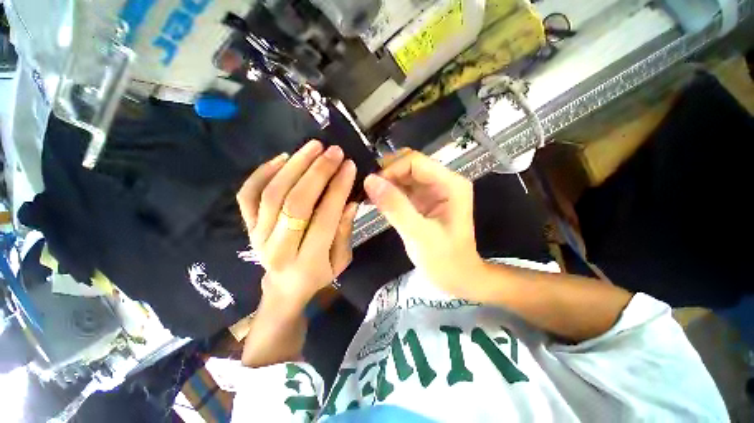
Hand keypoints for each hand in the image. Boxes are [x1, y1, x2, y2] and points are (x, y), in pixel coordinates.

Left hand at [236, 140, 358, 308]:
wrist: (284, 287)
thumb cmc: (318, 275)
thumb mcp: (341, 261)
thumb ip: (344, 232)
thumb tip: (350, 201)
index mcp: (308, 261)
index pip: (324, 217)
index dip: (338, 188)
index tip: (349, 165)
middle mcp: (279, 248)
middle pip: (295, 202)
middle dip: (317, 172)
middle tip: (333, 151)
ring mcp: (258, 235)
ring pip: (272, 193)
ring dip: (294, 165)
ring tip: (313, 147)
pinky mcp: (248, 226)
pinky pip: (248, 195)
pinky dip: (262, 172)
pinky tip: (283, 157)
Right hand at [364, 149, 483, 297]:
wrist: (457, 278)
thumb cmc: (445, 260)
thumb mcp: (419, 235)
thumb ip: (395, 207)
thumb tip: (369, 180)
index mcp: (450, 184)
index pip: (415, 162)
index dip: (391, 170)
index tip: (372, 186)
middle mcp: (442, 182)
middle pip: (408, 165)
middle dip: (386, 174)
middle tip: (367, 190)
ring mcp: (431, 191)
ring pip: (402, 176)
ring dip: (384, 183)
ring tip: (367, 195)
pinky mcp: (422, 201)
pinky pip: (401, 189)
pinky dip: (387, 193)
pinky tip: (374, 201)